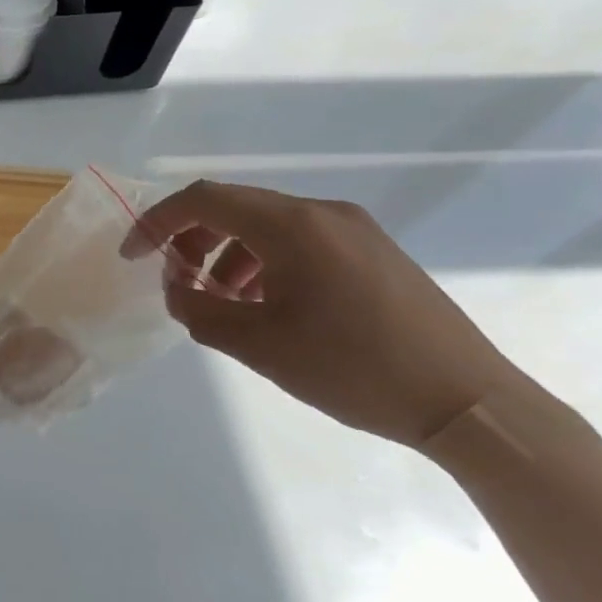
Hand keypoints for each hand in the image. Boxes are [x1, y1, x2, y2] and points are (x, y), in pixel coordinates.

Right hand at [124, 181, 525, 447]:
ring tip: (221, 302)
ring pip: (267, 225)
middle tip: (176, 281)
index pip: (204, 200)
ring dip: (228, 253)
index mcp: (292, 225)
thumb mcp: (259, 345)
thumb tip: (177, 289)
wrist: (467, 402)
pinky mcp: (373, 251)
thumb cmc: (353, 369)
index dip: (157, 222)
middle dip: (192, 239)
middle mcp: (322, 212)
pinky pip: (300, 241)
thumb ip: (199, 311)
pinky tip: (267, 305)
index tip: (133, 256)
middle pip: (235, 207)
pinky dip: (265, 262)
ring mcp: (353, 229)